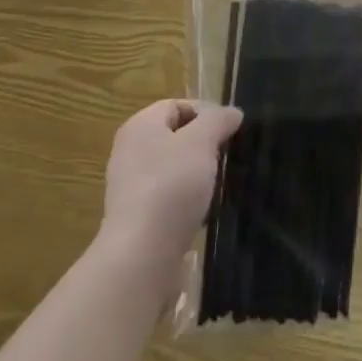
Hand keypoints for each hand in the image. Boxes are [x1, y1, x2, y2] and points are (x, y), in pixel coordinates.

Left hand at [102, 99, 241, 272]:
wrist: (143, 255)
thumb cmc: (171, 185)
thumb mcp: (202, 142)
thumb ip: (218, 120)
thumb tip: (232, 113)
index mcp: (140, 126)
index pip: (177, 105)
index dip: (206, 112)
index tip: (230, 131)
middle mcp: (130, 151)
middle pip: (174, 136)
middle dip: (203, 144)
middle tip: (226, 156)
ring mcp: (130, 187)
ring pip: (172, 169)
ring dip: (196, 174)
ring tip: (218, 185)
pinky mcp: (136, 219)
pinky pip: (167, 198)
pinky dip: (185, 201)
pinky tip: (202, 212)